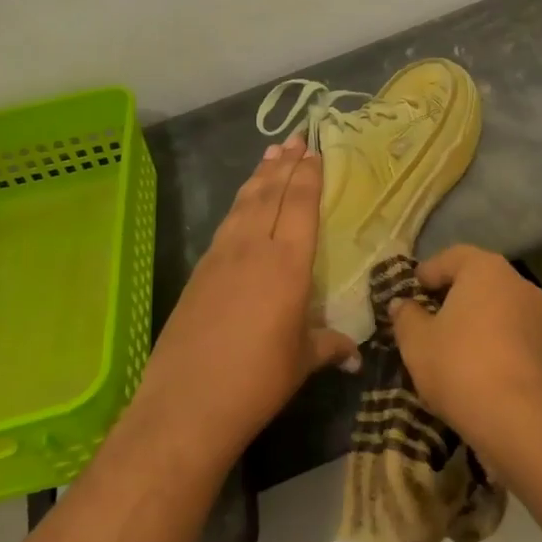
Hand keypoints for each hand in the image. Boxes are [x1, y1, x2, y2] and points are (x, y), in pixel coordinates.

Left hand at [133, 135, 359, 461]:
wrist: (187, 403)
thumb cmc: (257, 380)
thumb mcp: (302, 361)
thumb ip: (329, 346)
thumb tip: (354, 354)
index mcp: (288, 263)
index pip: (300, 206)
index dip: (308, 176)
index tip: (314, 152)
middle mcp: (254, 248)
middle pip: (271, 194)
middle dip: (285, 164)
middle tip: (295, 138)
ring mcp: (221, 256)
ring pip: (244, 203)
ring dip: (259, 176)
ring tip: (271, 154)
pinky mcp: (199, 271)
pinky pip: (226, 224)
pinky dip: (239, 204)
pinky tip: (242, 204)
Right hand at [387, 246, 541, 443]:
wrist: (523, 420)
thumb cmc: (461, 366)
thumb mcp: (417, 342)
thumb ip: (406, 317)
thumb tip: (401, 304)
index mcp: (485, 268)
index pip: (450, 257)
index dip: (427, 273)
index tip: (410, 294)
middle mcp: (517, 281)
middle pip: (477, 280)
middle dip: (450, 296)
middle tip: (426, 319)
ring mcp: (538, 313)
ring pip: (496, 307)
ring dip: (473, 320)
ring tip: (448, 346)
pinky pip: (511, 331)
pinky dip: (492, 340)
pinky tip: (475, 366)